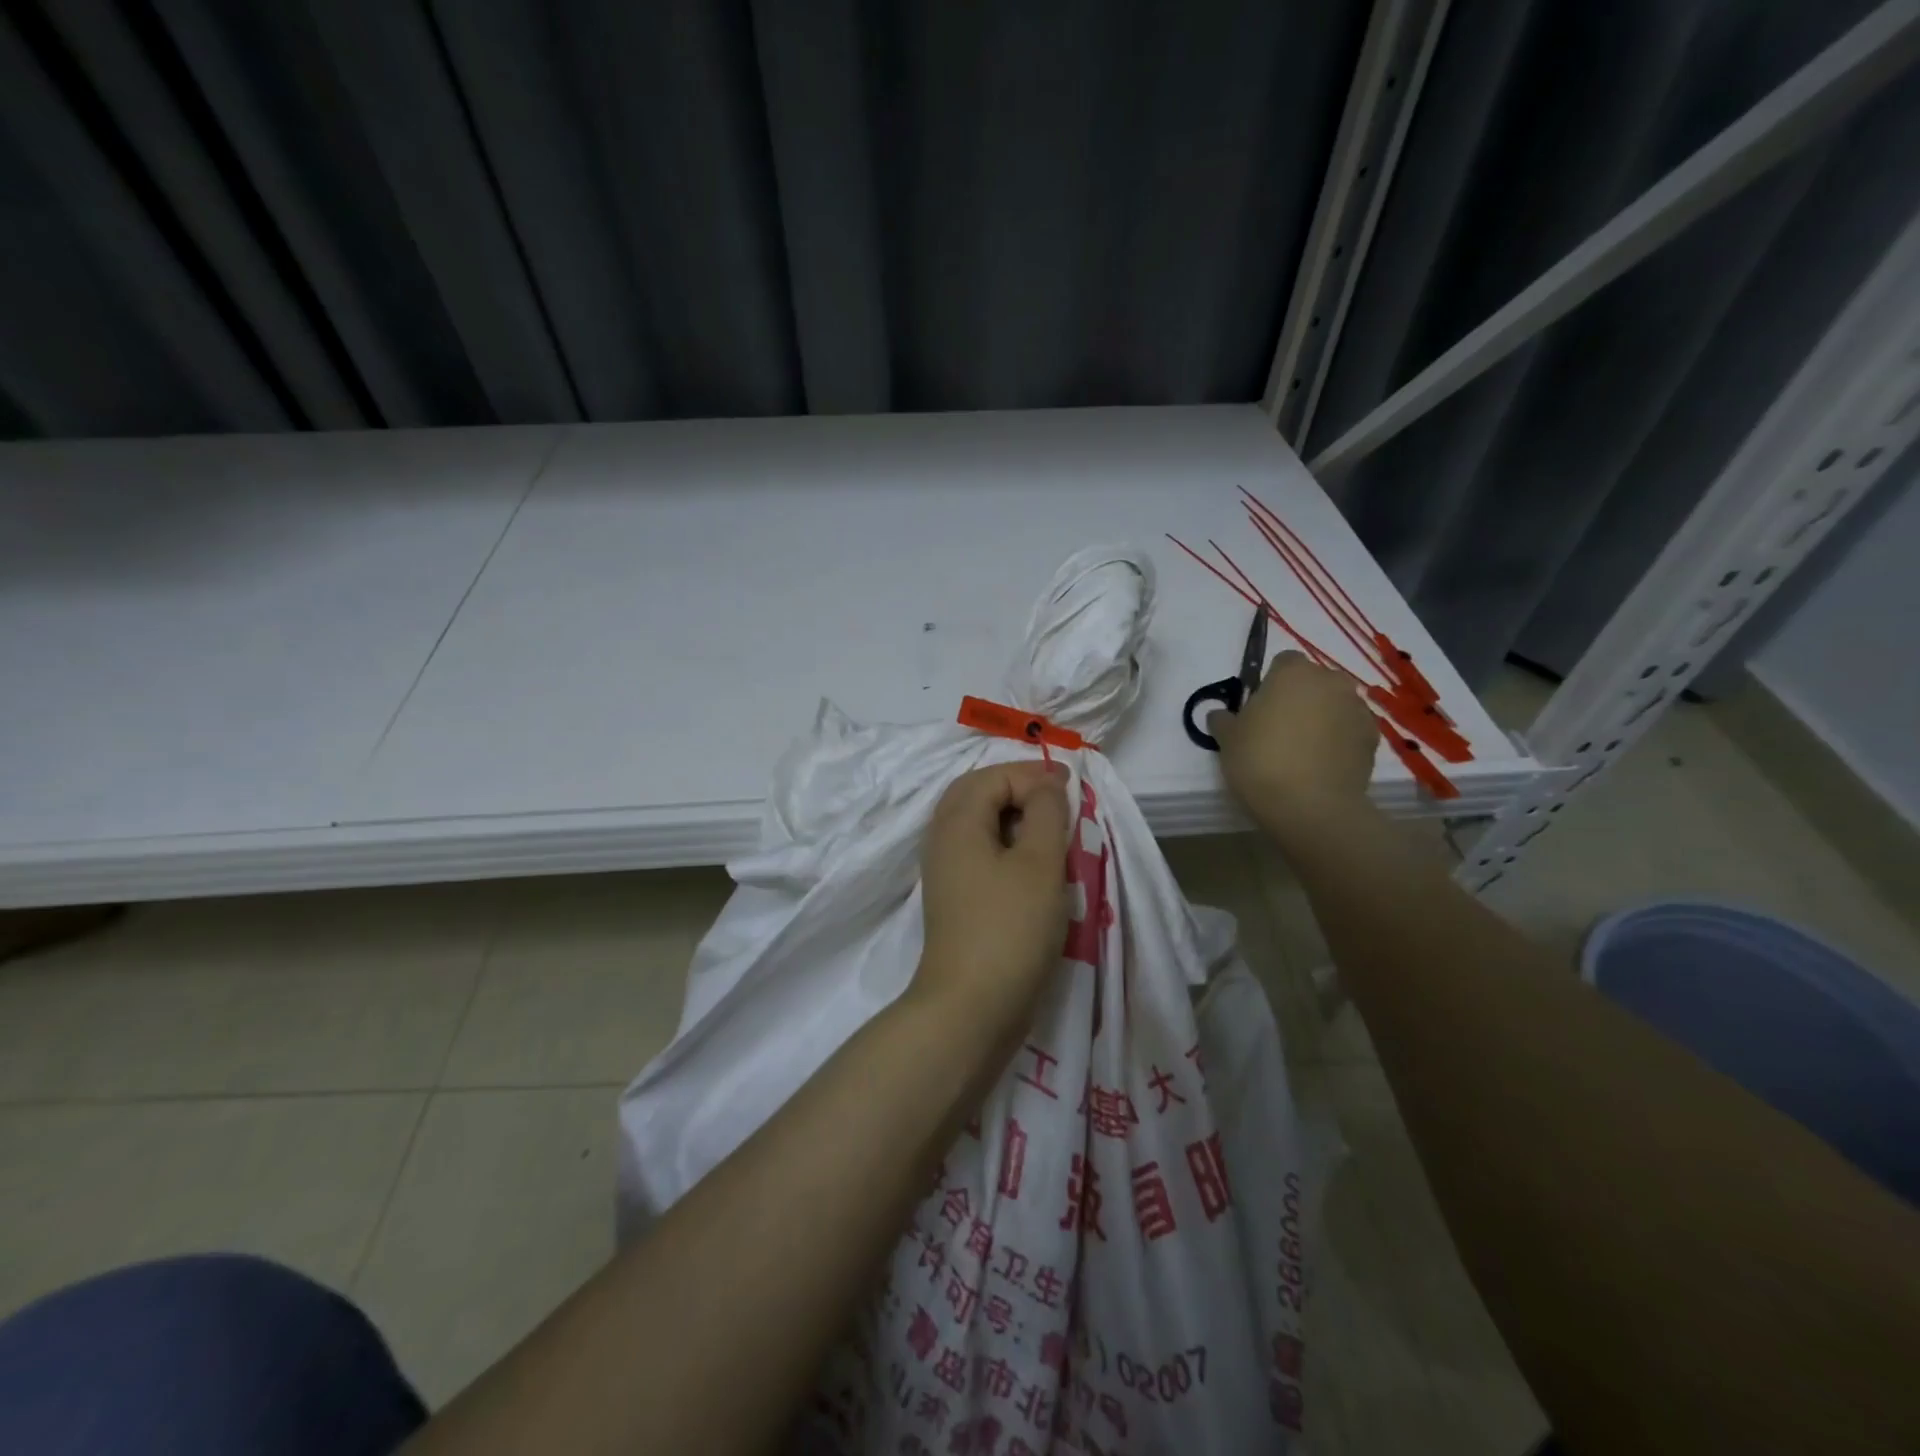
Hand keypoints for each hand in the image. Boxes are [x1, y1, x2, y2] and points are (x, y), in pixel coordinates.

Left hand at [914, 761, 1072, 1044]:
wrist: (971, 1008)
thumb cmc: (1010, 928)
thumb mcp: (1040, 862)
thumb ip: (1046, 812)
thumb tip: (1045, 783)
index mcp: (956, 821)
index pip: (994, 776)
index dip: (1033, 776)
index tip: (1071, 792)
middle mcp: (942, 839)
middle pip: (977, 794)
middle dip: (1019, 790)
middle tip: (1058, 803)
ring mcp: (945, 871)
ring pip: (978, 824)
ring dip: (1014, 819)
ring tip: (1052, 835)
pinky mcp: (955, 898)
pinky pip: (979, 853)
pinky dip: (1006, 846)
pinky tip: (1033, 868)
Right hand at [1209, 651, 1376, 834]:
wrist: (1310, 806)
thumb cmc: (1260, 761)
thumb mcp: (1227, 739)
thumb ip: (1223, 719)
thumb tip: (1221, 715)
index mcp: (1293, 672)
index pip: (1283, 662)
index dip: (1270, 683)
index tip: (1259, 709)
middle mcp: (1331, 681)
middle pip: (1313, 682)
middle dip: (1300, 698)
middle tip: (1279, 729)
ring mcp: (1357, 709)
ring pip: (1334, 705)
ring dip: (1321, 718)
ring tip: (1302, 751)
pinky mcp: (1373, 738)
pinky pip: (1350, 730)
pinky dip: (1338, 740)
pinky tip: (1321, 765)